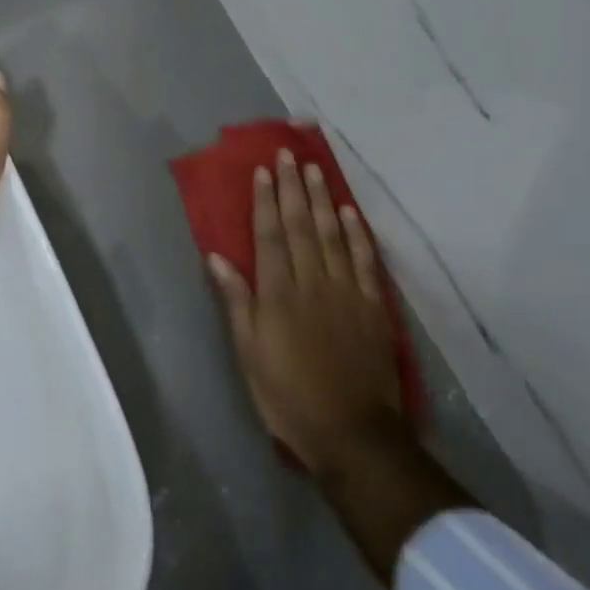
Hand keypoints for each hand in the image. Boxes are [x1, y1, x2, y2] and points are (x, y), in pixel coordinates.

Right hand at [209, 151, 406, 477]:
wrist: (352, 433)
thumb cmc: (288, 396)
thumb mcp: (249, 354)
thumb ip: (236, 302)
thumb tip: (217, 257)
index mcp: (278, 294)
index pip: (270, 236)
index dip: (265, 201)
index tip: (263, 171)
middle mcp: (312, 282)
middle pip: (301, 226)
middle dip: (293, 188)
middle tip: (288, 155)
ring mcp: (346, 291)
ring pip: (332, 234)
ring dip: (323, 199)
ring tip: (315, 170)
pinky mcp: (371, 305)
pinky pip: (363, 260)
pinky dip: (356, 233)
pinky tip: (350, 212)